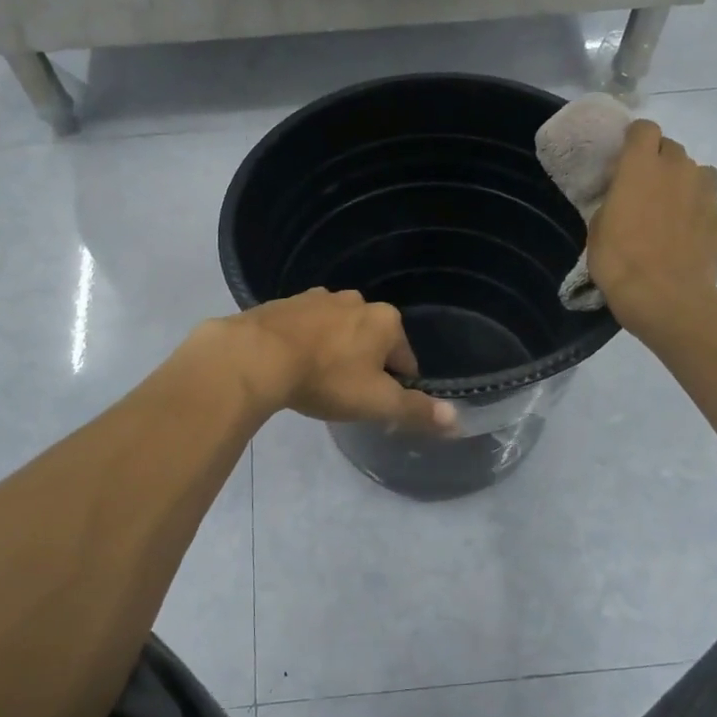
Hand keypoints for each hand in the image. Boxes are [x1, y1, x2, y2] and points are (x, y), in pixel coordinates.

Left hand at [220, 289, 456, 433]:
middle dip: (364, 366)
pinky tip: (292, 365)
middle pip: (371, 341)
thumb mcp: (377, 403)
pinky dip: (306, 344)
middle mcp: (356, 301)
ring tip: (316, 382)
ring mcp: (319, 298)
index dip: (395, 387)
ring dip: (335, 352)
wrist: (258, 356)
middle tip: (344, 395)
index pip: (405, 360)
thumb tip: (458, 419)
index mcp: (385, 321)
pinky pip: (307, 327)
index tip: (375, 406)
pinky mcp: (286, 302)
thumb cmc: (327, 379)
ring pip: (338, 332)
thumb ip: (416, 411)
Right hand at [588, 119, 716, 343]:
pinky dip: (695, 212)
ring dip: (683, 182)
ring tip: (669, 210)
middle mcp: (677, 169)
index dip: (634, 140)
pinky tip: (683, 237)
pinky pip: (707, 203)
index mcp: (641, 167)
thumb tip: (624, 198)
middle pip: (671, 148)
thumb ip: (615, 202)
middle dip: (658, 161)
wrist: (667, 299)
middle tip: (644, 189)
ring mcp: (704, 193)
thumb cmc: (620, 262)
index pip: (644, 129)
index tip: (624, 160)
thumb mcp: (598, 229)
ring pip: (697, 172)